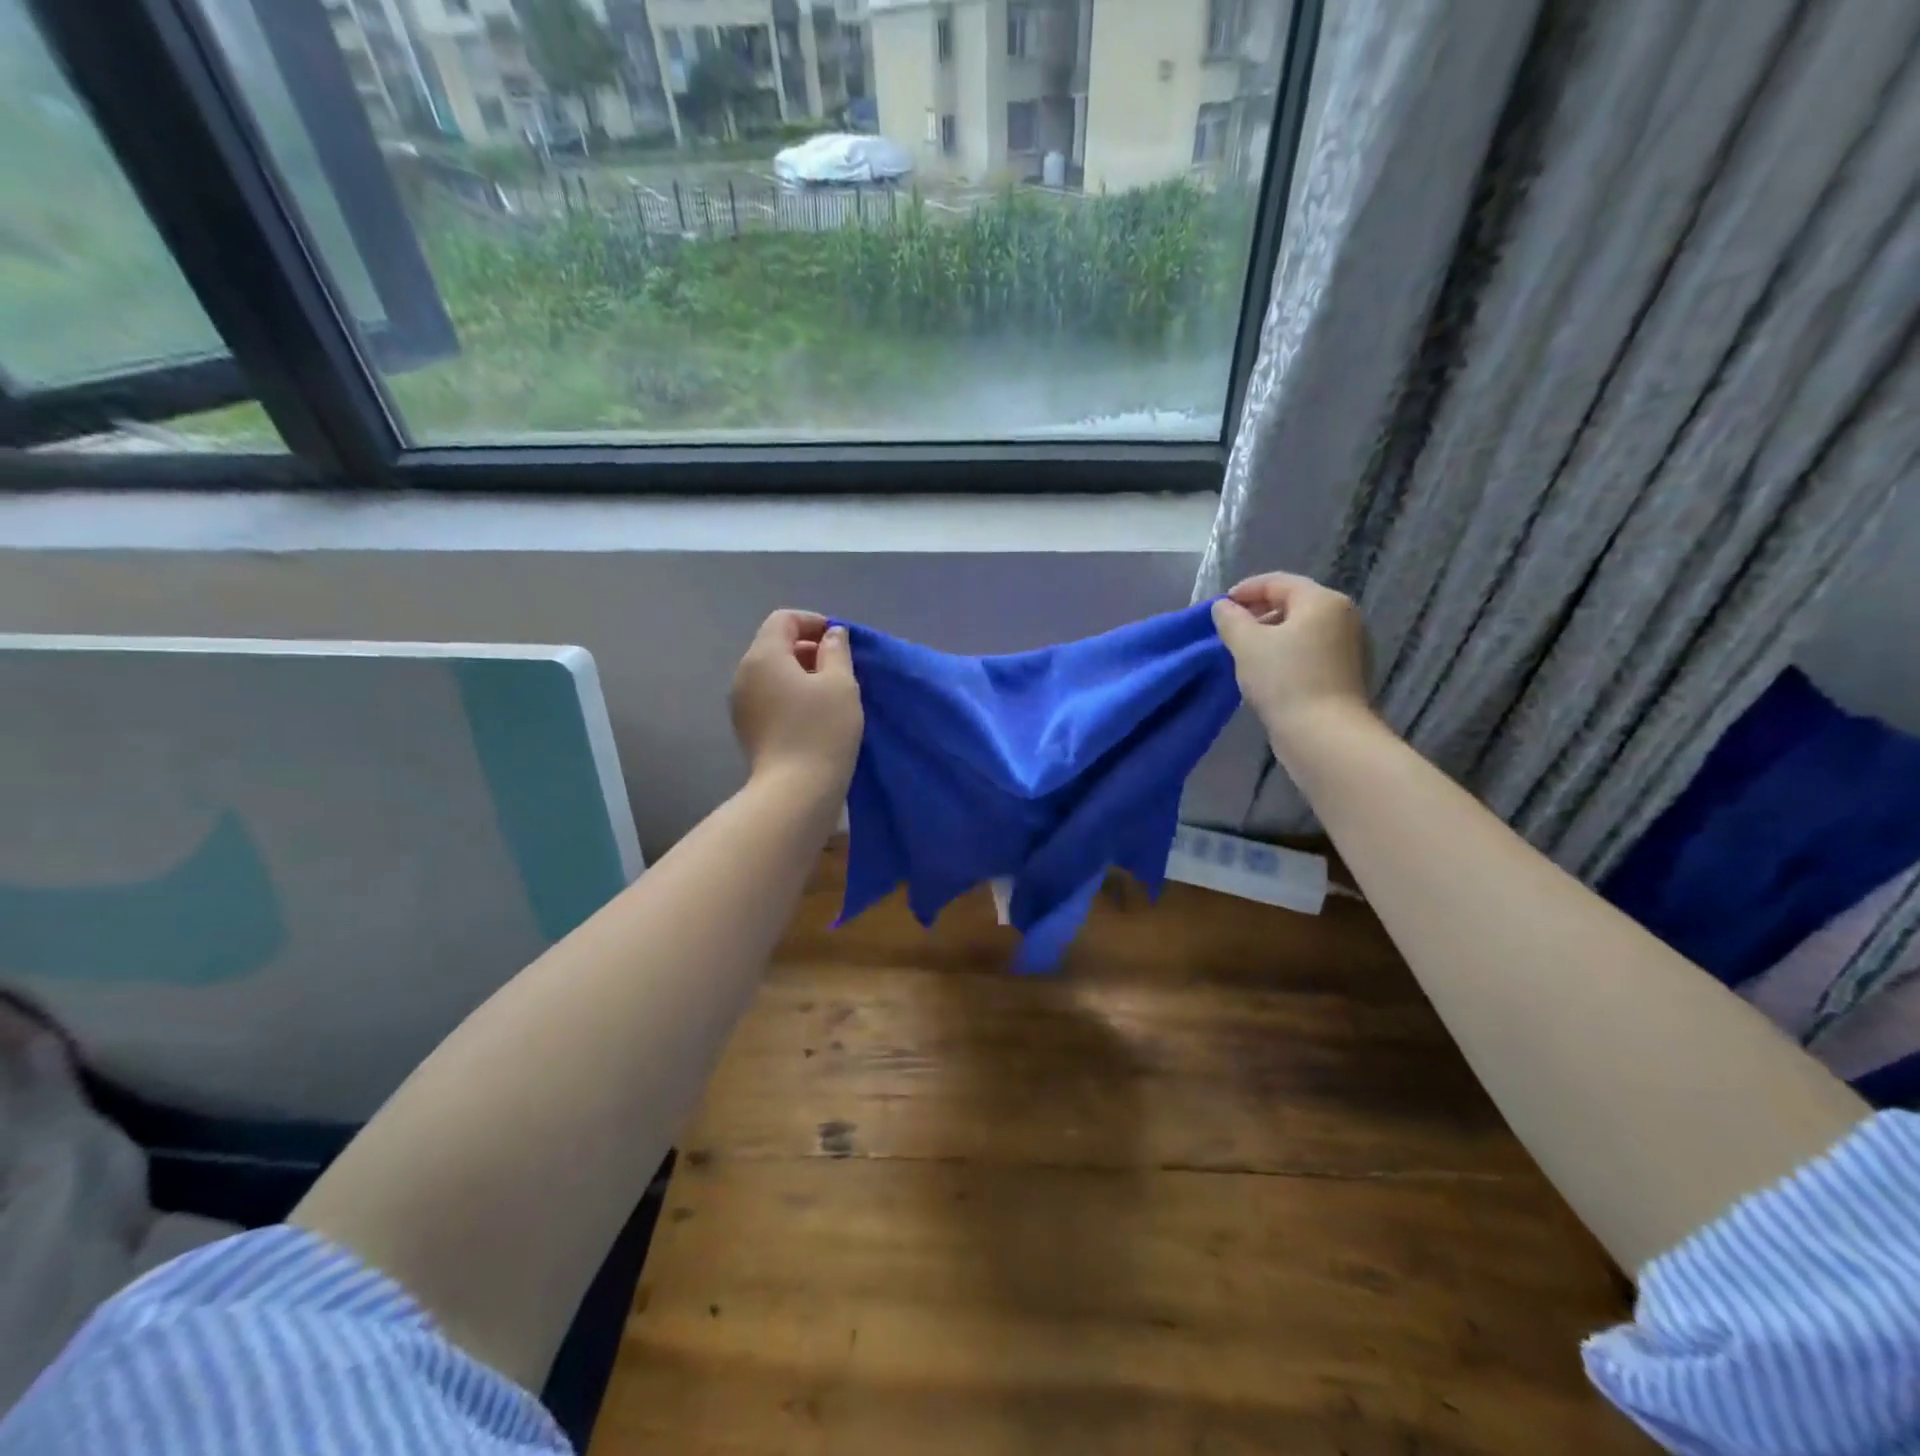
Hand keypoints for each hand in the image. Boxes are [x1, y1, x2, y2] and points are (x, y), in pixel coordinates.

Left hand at [730, 610, 863, 793]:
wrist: (795, 792)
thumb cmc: (822, 731)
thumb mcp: (840, 684)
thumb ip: (837, 651)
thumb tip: (832, 635)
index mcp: (764, 656)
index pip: (784, 620)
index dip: (813, 622)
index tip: (841, 641)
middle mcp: (744, 674)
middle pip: (775, 645)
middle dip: (808, 648)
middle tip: (841, 668)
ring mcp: (741, 704)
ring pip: (772, 673)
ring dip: (801, 673)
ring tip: (831, 693)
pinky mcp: (747, 728)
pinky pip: (769, 697)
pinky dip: (791, 695)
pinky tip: (815, 715)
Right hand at [1211, 573, 1373, 744]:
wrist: (1325, 734)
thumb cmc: (1284, 680)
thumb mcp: (1246, 645)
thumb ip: (1231, 619)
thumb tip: (1224, 607)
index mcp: (1322, 601)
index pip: (1279, 582)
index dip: (1246, 590)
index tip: (1221, 607)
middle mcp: (1343, 617)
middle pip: (1294, 603)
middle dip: (1259, 613)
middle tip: (1231, 631)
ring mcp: (1351, 646)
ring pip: (1303, 630)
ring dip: (1273, 636)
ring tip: (1246, 654)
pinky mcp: (1348, 673)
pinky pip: (1312, 651)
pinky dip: (1289, 653)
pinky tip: (1269, 673)